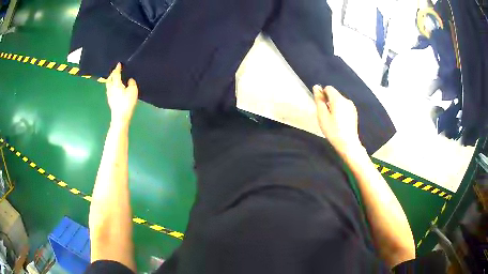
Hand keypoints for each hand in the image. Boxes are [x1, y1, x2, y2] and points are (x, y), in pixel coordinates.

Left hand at [106, 63, 138, 126]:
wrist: (120, 117)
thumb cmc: (127, 103)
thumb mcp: (133, 91)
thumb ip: (132, 83)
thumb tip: (129, 80)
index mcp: (116, 84)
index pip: (116, 74)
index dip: (117, 68)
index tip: (119, 64)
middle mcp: (111, 88)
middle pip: (110, 78)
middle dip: (112, 74)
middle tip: (116, 71)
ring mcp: (109, 94)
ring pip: (108, 84)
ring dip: (111, 80)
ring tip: (114, 78)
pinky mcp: (110, 100)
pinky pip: (109, 89)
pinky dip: (111, 85)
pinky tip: (114, 87)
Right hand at [313, 85, 362, 155]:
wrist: (348, 144)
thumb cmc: (333, 130)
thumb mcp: (322, 115)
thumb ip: (319, 100)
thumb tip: (316, 87)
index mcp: (338, 99)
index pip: (328, 88)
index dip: (323, 95)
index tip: (321, 107)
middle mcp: (346, 99)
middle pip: (334, 95)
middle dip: (328, 101)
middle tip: (326, 116)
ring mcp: (351, 106)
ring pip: (339, 101)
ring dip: (334, 106)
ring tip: (333, 120)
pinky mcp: (354, 113)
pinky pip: (344, 107)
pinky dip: (340, 111)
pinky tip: (339, 122)